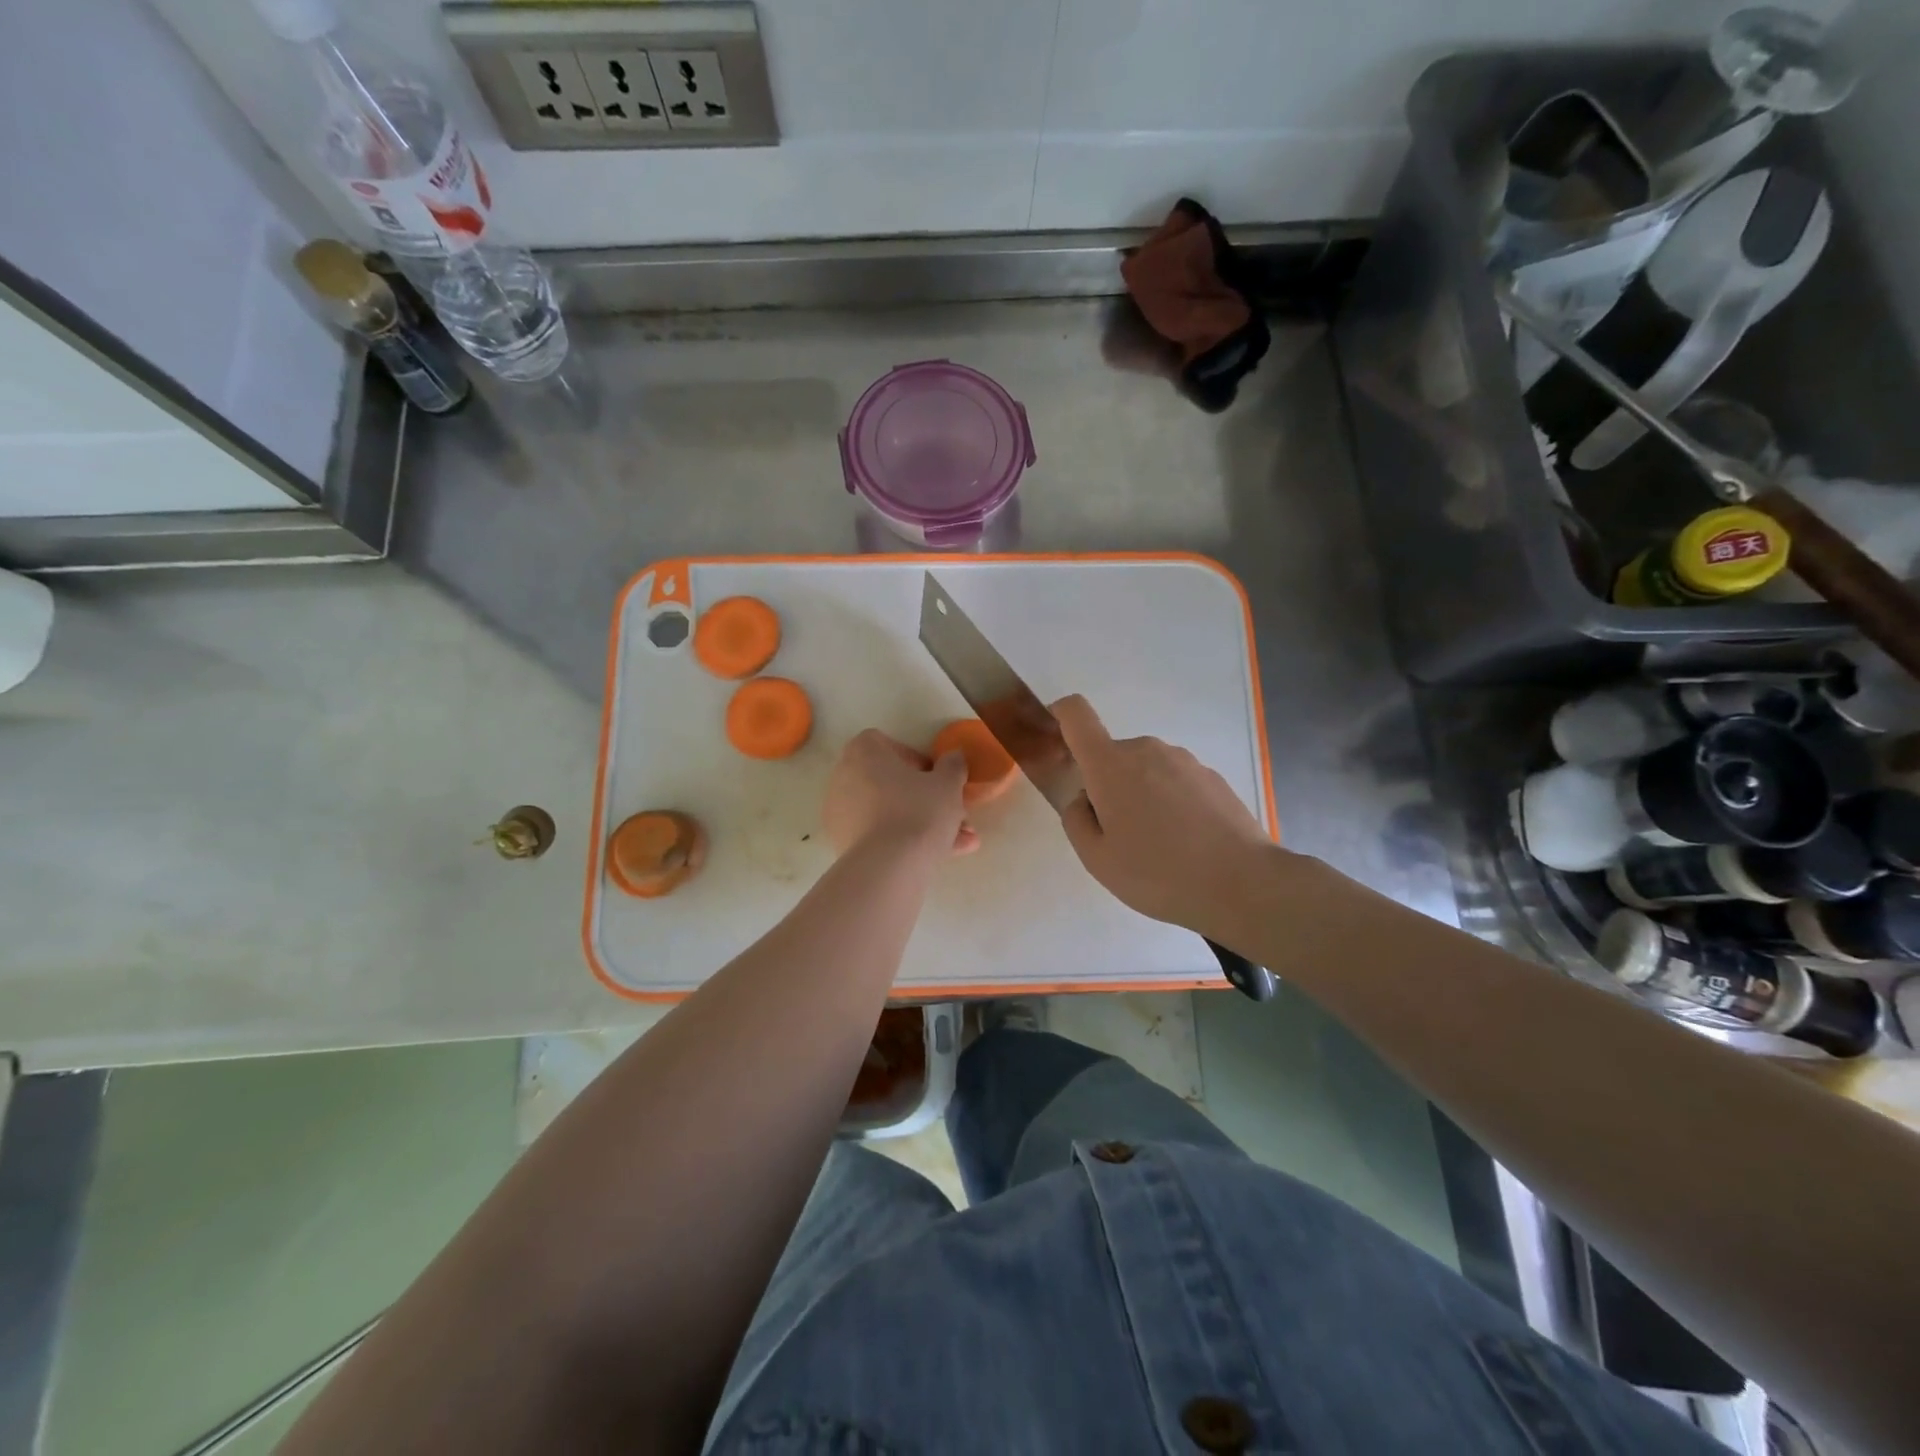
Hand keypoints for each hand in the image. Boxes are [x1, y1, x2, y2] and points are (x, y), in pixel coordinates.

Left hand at [823, 730, 979, 857]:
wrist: (888, 867)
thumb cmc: (919, 811)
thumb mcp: (948, 783)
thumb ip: (952, 765)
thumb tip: (952, 758)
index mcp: (863, 752)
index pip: (886, 745)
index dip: (915, 760)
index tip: (935, 779)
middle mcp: (843, 777)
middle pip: (890, 783)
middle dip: (925, 800)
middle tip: (953, 815)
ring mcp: (839, 813)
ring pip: (888, 813)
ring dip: (921, 824)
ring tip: (959, 843)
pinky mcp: (842, 843)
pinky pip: (878, 835)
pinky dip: (903, 842)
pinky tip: (937, 857)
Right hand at [1053, 695, 1278, 940]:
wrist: (1243, 883)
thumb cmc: (1158, 873)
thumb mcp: (1097, 859)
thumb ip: (1076, 821)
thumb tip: (1084, 800)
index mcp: (1110, 764)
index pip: (1076, 714)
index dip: (1059, 716)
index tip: (1054, 741)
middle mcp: (1146, 749)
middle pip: (1111, 755)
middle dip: (1105, 786)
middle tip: (1118, 836)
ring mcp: (1184, 760)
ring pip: (1144, 770)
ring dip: (1140, 796)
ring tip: (1158, 846)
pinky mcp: (1211, 776)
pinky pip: (1174, 782)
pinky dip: (1170, 804)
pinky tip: (1186, 844)